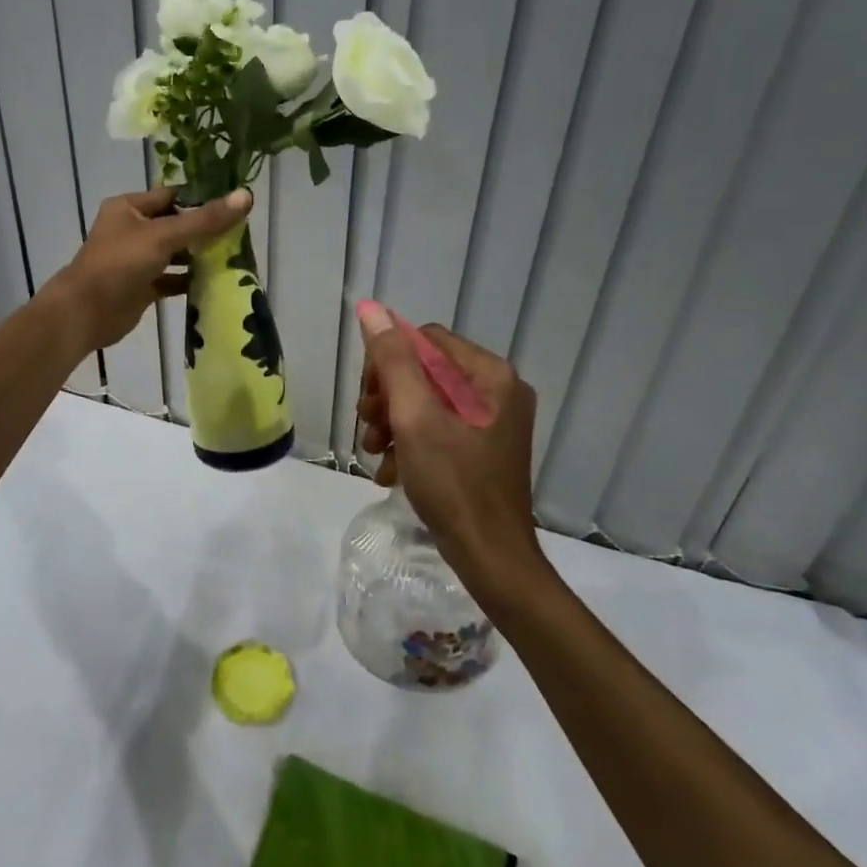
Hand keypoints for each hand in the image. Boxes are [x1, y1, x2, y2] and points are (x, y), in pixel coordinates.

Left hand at [44, 187, 252, 352]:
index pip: (172, 196)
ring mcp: (136, 260)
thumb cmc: (120, 264)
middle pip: (175, 224)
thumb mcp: (164, 236)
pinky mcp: (141, 286)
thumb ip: (205, 220)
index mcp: (129, 208)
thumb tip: (246, 196)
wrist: (85, 313)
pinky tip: (214, 282)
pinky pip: (170, 279)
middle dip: (204, 230)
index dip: (201, 199)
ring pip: (174, 253)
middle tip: (240, 235)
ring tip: (234, 258)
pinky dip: (189, 280)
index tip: (234, 205)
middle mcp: (131, 230)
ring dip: (199, 256)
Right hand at [355, 304, 548, 597]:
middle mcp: (497, 391)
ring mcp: (492, 422)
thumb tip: (370, 308)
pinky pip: (439, 429)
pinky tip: (390, 472)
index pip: (426, 340)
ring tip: (375, 452)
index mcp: (490, 375)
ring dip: (393, 423)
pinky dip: (411, 444)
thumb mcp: (415, 416)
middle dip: (389, 397)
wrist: (490, 558)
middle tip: (370, 428)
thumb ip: (392, 360)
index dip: (389, 362)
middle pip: (425, 371)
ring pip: (426, 402)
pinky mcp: (482, 449)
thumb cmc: (454, 483)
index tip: (369, 399)